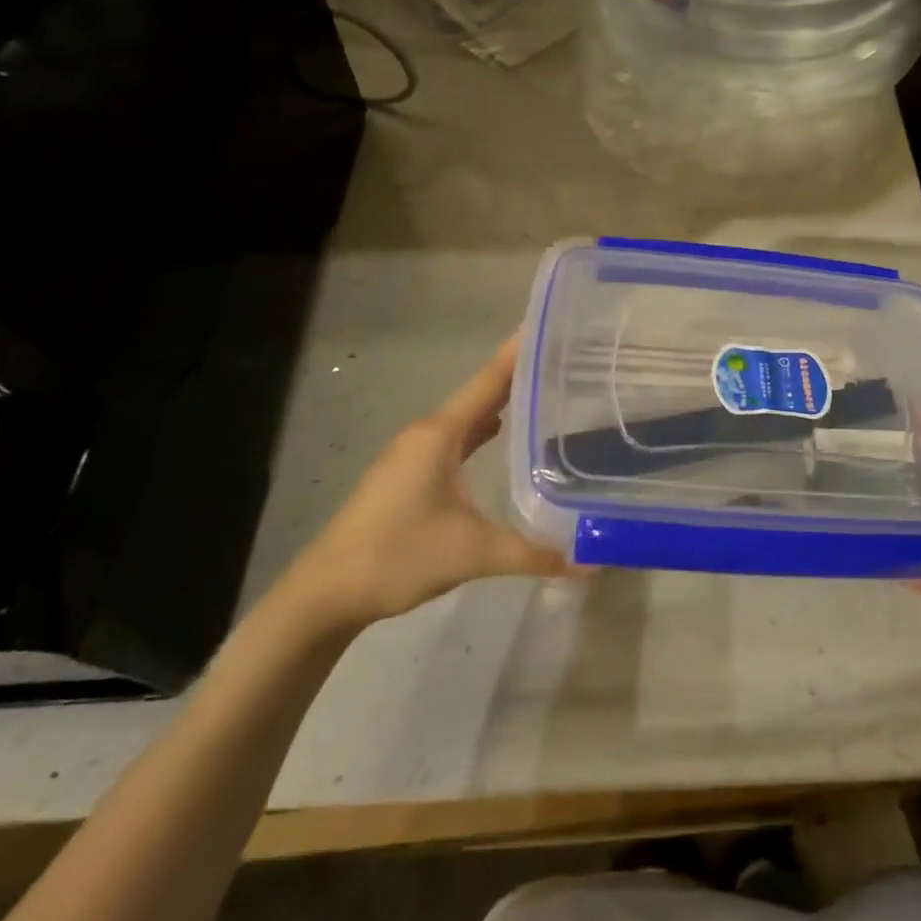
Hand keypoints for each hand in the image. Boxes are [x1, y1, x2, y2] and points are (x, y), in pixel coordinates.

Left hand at [287, 337, 577, 629]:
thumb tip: (594, 561)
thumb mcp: (474, 553)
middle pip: (482, 393)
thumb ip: (535, 553)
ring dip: (501, 403)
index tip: (554, 326)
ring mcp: (415, 453)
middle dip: (521, 375)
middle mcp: (428, 433)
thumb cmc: (398, 556)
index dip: (521, 352)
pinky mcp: (409, 474)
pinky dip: (482, 429)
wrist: (326, 593)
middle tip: (566, 360)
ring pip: (467, 417)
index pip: (490, 380)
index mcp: (441, 434)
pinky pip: (456, 438)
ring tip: (545, 391)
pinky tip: (501, 434)